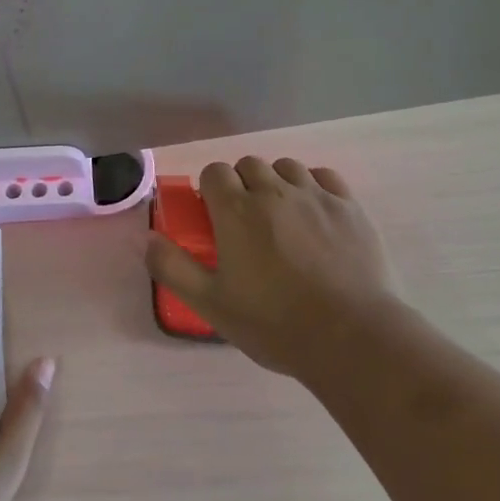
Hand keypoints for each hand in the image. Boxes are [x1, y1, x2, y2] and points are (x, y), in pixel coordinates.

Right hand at [146, 156, 398, 380]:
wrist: (350, 335)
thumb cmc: (273, 323)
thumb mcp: (211, 304)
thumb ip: (173, 268)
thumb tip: (149, 240)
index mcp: (237, 211)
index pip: (214, 172)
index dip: (210, 190)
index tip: (213, 216)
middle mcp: (275, 192)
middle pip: (249, 165)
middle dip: (241, 184)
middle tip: (245, 222)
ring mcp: (316, 196)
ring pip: (287, 167)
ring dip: (276, 182)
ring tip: (281, 216)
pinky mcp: (350, 207)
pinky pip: (325, 177)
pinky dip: (313, 186)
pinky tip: (314, 212)